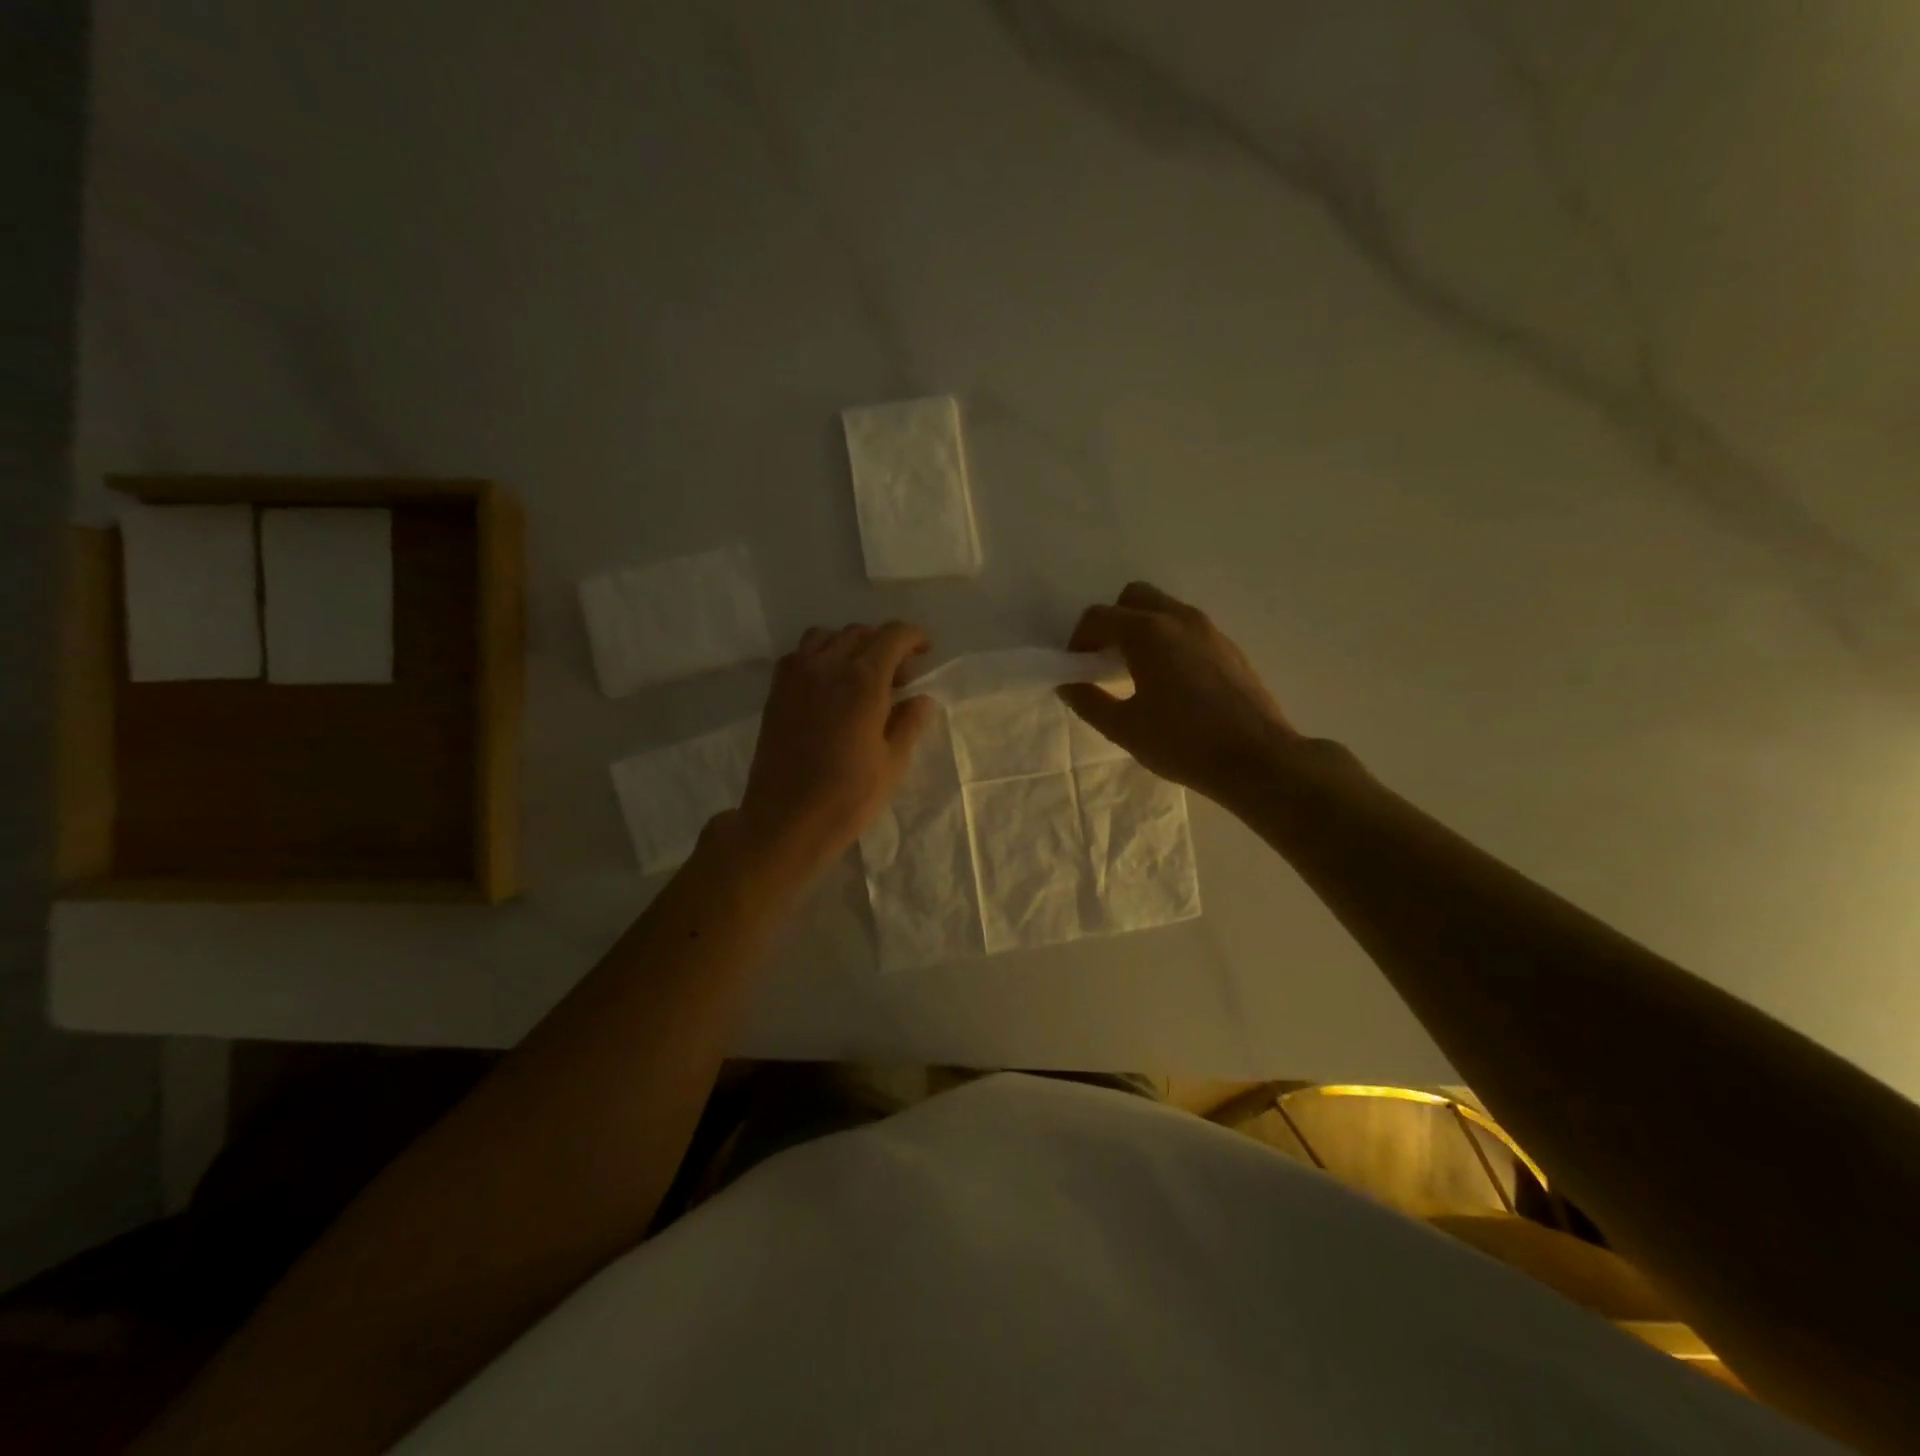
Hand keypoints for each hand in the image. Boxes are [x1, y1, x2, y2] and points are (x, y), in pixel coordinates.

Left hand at [727, 621, 934, 884]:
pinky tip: (830, 688)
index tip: (925, 653)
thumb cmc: (847, 796)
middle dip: (885, 645)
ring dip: (851, 646)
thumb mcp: (893, 763)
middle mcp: (827, 666)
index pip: (893, 635)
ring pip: (827, 637)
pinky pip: (801, 654)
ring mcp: (796, 676)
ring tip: (862, 677)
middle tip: (899, 678)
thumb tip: (920, 699)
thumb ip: (909, 723)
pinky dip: (821, 657)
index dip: (914, 637)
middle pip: (861, 632)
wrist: (786, 821)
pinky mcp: (777, 692)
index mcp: (863, 680)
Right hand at [1061, 583, 1299, 803]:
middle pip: (1133, 598)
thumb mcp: (1124, 728)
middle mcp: (1179, 618)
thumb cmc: (1183, 743)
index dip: (1079, 640)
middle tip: (1105, 661)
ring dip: (1141, 630)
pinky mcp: (1229, 647)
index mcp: (1148, 632)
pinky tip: (1170, 682)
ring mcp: (1209, 630)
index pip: (1099, 617)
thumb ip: (1089, 701)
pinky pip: (1187, 629)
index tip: (1077, 669)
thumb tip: (1068, 685)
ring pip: (1164, 610)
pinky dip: (1168, 640)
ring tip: (1137, 673)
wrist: (1257, 759)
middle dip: (1112, 623)